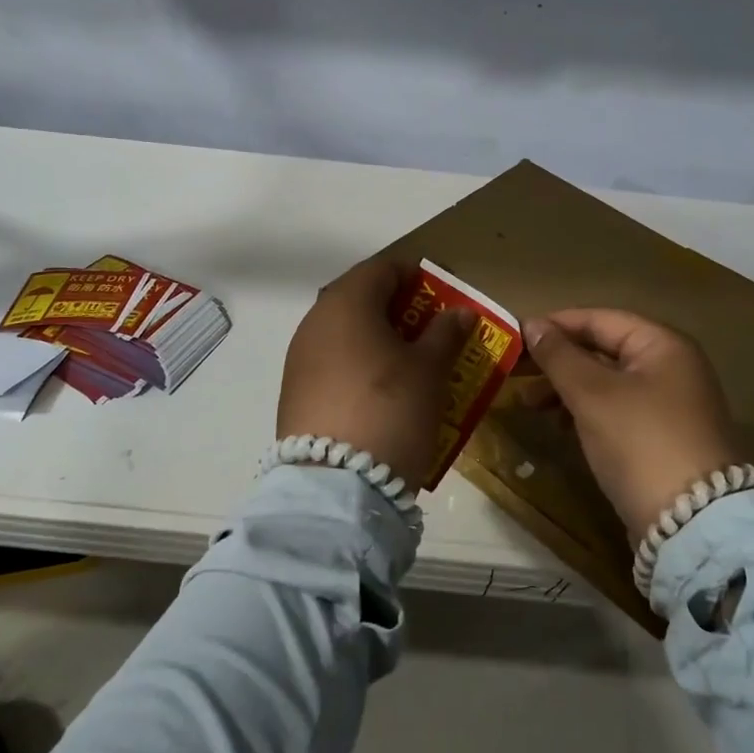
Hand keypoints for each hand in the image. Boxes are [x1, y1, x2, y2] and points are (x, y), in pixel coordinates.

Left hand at [278, 258, 473, 489]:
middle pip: (359, 298)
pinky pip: (331, 361)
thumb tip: (459, 312)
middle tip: (429, 329)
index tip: (441, 295)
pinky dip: (357, 363)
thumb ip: (445, 333)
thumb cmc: (391, 408)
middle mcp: (315, 321)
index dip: (414, 275)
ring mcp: (299, 357)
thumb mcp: (430, 369)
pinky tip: (379, 389)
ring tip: (408, 361)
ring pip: (344, 331)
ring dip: (376, 337)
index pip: (382, 268)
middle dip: (396, 307)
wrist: (336, 483)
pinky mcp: (294, 391)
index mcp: (347, 303)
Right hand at [521, 310, 743, 544]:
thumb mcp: (593, 394)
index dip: (555, 325)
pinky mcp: (662, 438)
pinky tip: (559, 425)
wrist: (692, 523)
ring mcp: (669, 404)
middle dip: (558, 360)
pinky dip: (586, 412)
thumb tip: (533, 325)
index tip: (514, 337)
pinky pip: (616, 410)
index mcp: (661, 344)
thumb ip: (560, 356)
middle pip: (603, 349)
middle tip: (514, 372)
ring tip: (530, 403)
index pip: (599, 319)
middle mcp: (670, 366)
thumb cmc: (639, 441)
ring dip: (567, 388)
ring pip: (607, 382)